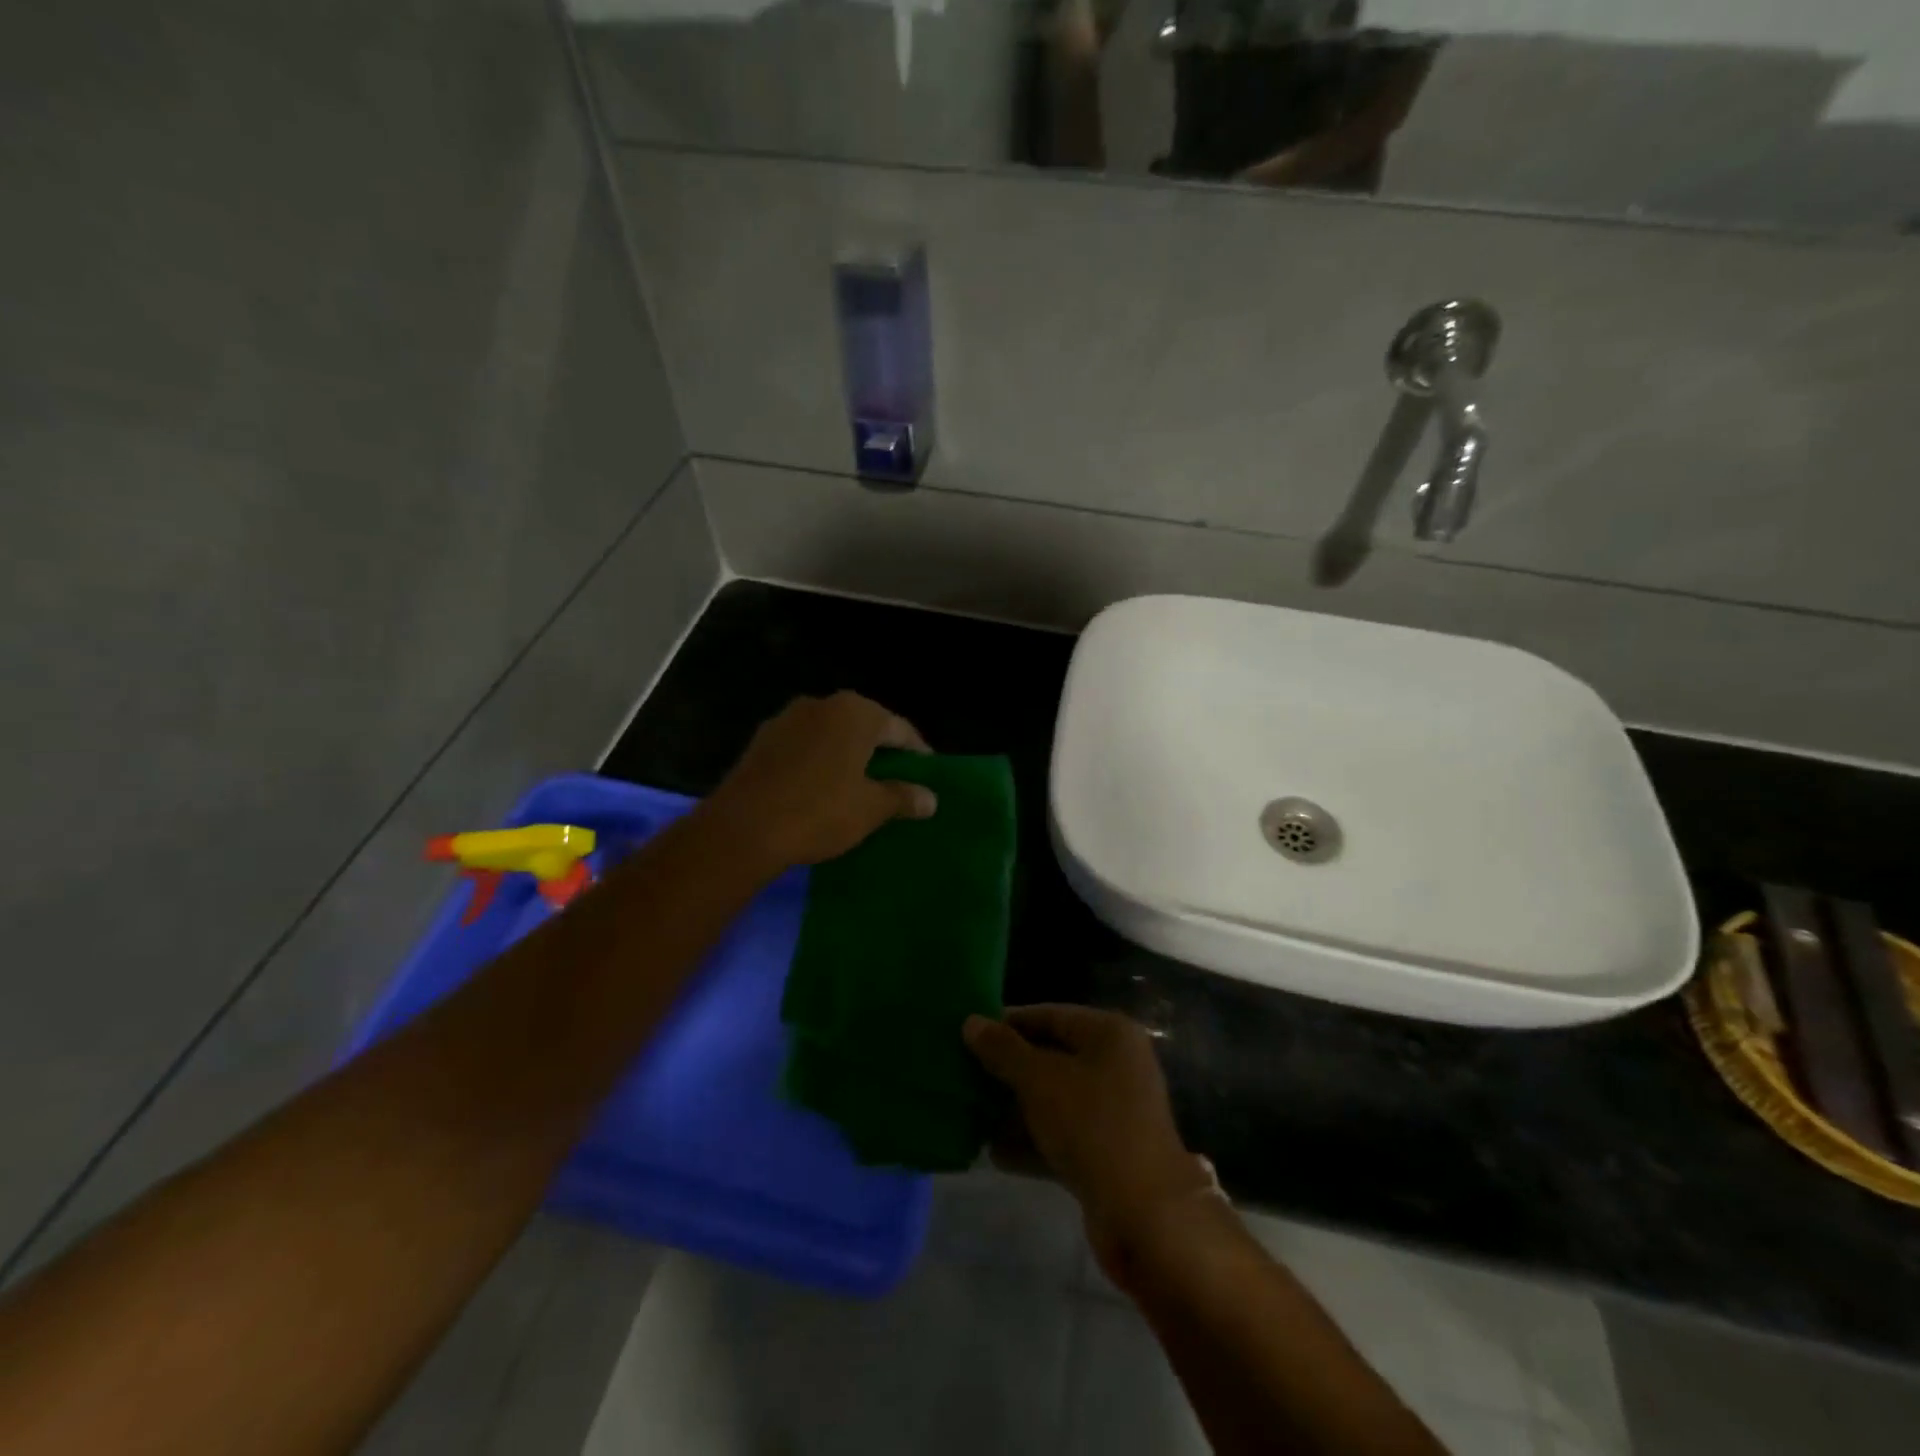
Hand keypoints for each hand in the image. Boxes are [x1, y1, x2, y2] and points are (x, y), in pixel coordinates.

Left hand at [704, 692, 934, 870]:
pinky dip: (819, 763)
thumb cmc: (819, 811)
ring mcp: (786, 720)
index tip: (927, 773)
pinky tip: (821, 789)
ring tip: (860, 786)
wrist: (742, 829)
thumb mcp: (871, 808)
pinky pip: (804, 748)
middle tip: (897, 779)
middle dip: (881, 751)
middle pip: (863, 726)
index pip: (899, 727)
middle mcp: (820, 704)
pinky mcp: (761, 742)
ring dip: (847, 756)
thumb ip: (903, 797)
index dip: (916, 752)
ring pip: (830, 735)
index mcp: (854, 712)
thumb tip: (931, 798)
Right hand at [963, 1005, 1214, 1274]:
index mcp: (1109, 1034)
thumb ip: (1003, 1050)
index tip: (968, 1034)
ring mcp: (1114, 1110)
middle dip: (1008, 1068)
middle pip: (1051, 1056)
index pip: (1049, 1014)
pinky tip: (993, 1152)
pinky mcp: (1107, 1152)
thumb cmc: (1092, 1126)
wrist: (1145, 1216)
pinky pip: (1062, 1134)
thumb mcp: (1040, 1080)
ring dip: (1015, 1107)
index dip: (1008, 1022)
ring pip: (1054, 1098)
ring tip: (970, 1113)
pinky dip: (1032, 1140)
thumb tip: (971, 1021)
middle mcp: (1116, 1064)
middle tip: (964, 1073)